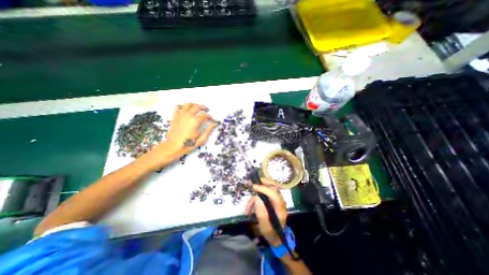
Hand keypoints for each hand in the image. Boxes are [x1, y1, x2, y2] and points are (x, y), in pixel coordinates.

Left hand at [151, 102, 216, 162]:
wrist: (173, 147)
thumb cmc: (188, 144)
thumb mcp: (201, 139)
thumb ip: (209, 130)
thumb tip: (214, 124)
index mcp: (195, 121)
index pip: (205, 115)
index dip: (210, 117)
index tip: (212, 119)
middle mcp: (188, 115)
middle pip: (197, 107)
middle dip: (203, 107)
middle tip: (206, 110)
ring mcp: (180, 115)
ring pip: (187, 104)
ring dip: (194, 105)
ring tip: (197, 108)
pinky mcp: (174, 117)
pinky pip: (178, 107)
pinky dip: (182, 107)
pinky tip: (185, 110)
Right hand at [244, 178, 287, 246]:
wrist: (276, 237)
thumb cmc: (271, 233)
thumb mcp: (265, 227)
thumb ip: (262, 214)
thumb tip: (257, 200)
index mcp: (280, 207)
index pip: (273, 193)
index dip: (263, 188)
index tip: (254, 187)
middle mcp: (280, 201)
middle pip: (273, 186)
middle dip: (262, 183)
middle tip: (252, 182)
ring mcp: (276, 199)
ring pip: (267, 189)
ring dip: (256, 195)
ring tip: (248, 208)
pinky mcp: (272, 200)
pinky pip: (265, 193)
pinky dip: (257, 197)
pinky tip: (250, 207)